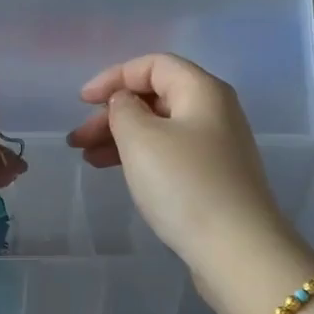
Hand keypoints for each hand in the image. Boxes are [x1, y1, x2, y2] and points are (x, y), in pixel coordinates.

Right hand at [67, 54, 299, 276]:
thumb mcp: (142, 139)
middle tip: (78, 140)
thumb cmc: (184, 185)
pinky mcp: (213, 179)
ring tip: (88, 159)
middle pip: (156, 98)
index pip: (154, 65)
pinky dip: (140, 158)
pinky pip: (169, 155)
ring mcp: (216, 148)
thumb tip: (125, 103)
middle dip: (112, 114)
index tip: (82, 101)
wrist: (235, 248)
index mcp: (202, 91)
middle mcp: (214, 112)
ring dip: (121, 139)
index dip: (114, 76)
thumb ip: (123, 110)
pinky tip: (119, 174)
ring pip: (160, 129)